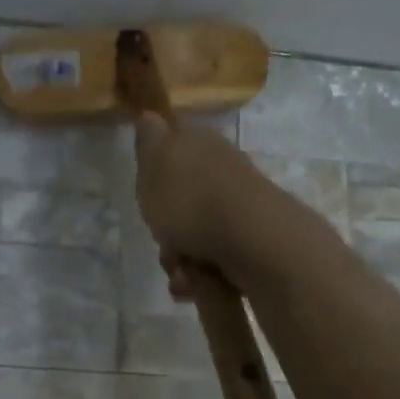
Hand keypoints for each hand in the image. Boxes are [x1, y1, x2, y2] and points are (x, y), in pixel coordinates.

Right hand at [132, 110, 269, 296]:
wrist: (251, 240)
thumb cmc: (192, 200)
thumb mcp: (155, 162)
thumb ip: (149, 141)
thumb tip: (150, 115)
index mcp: (201, 145)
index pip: (172, 152)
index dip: (155, 178)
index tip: (148, 198)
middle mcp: (223, 173)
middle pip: (181, 205)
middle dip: (166, 232)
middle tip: (163, 241)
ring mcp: (239, 210)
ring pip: (194, 238)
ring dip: (180, 260)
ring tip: (182, 272)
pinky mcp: (251, 243)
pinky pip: (214, 262)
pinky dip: (202, 277)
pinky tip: (198, 283)